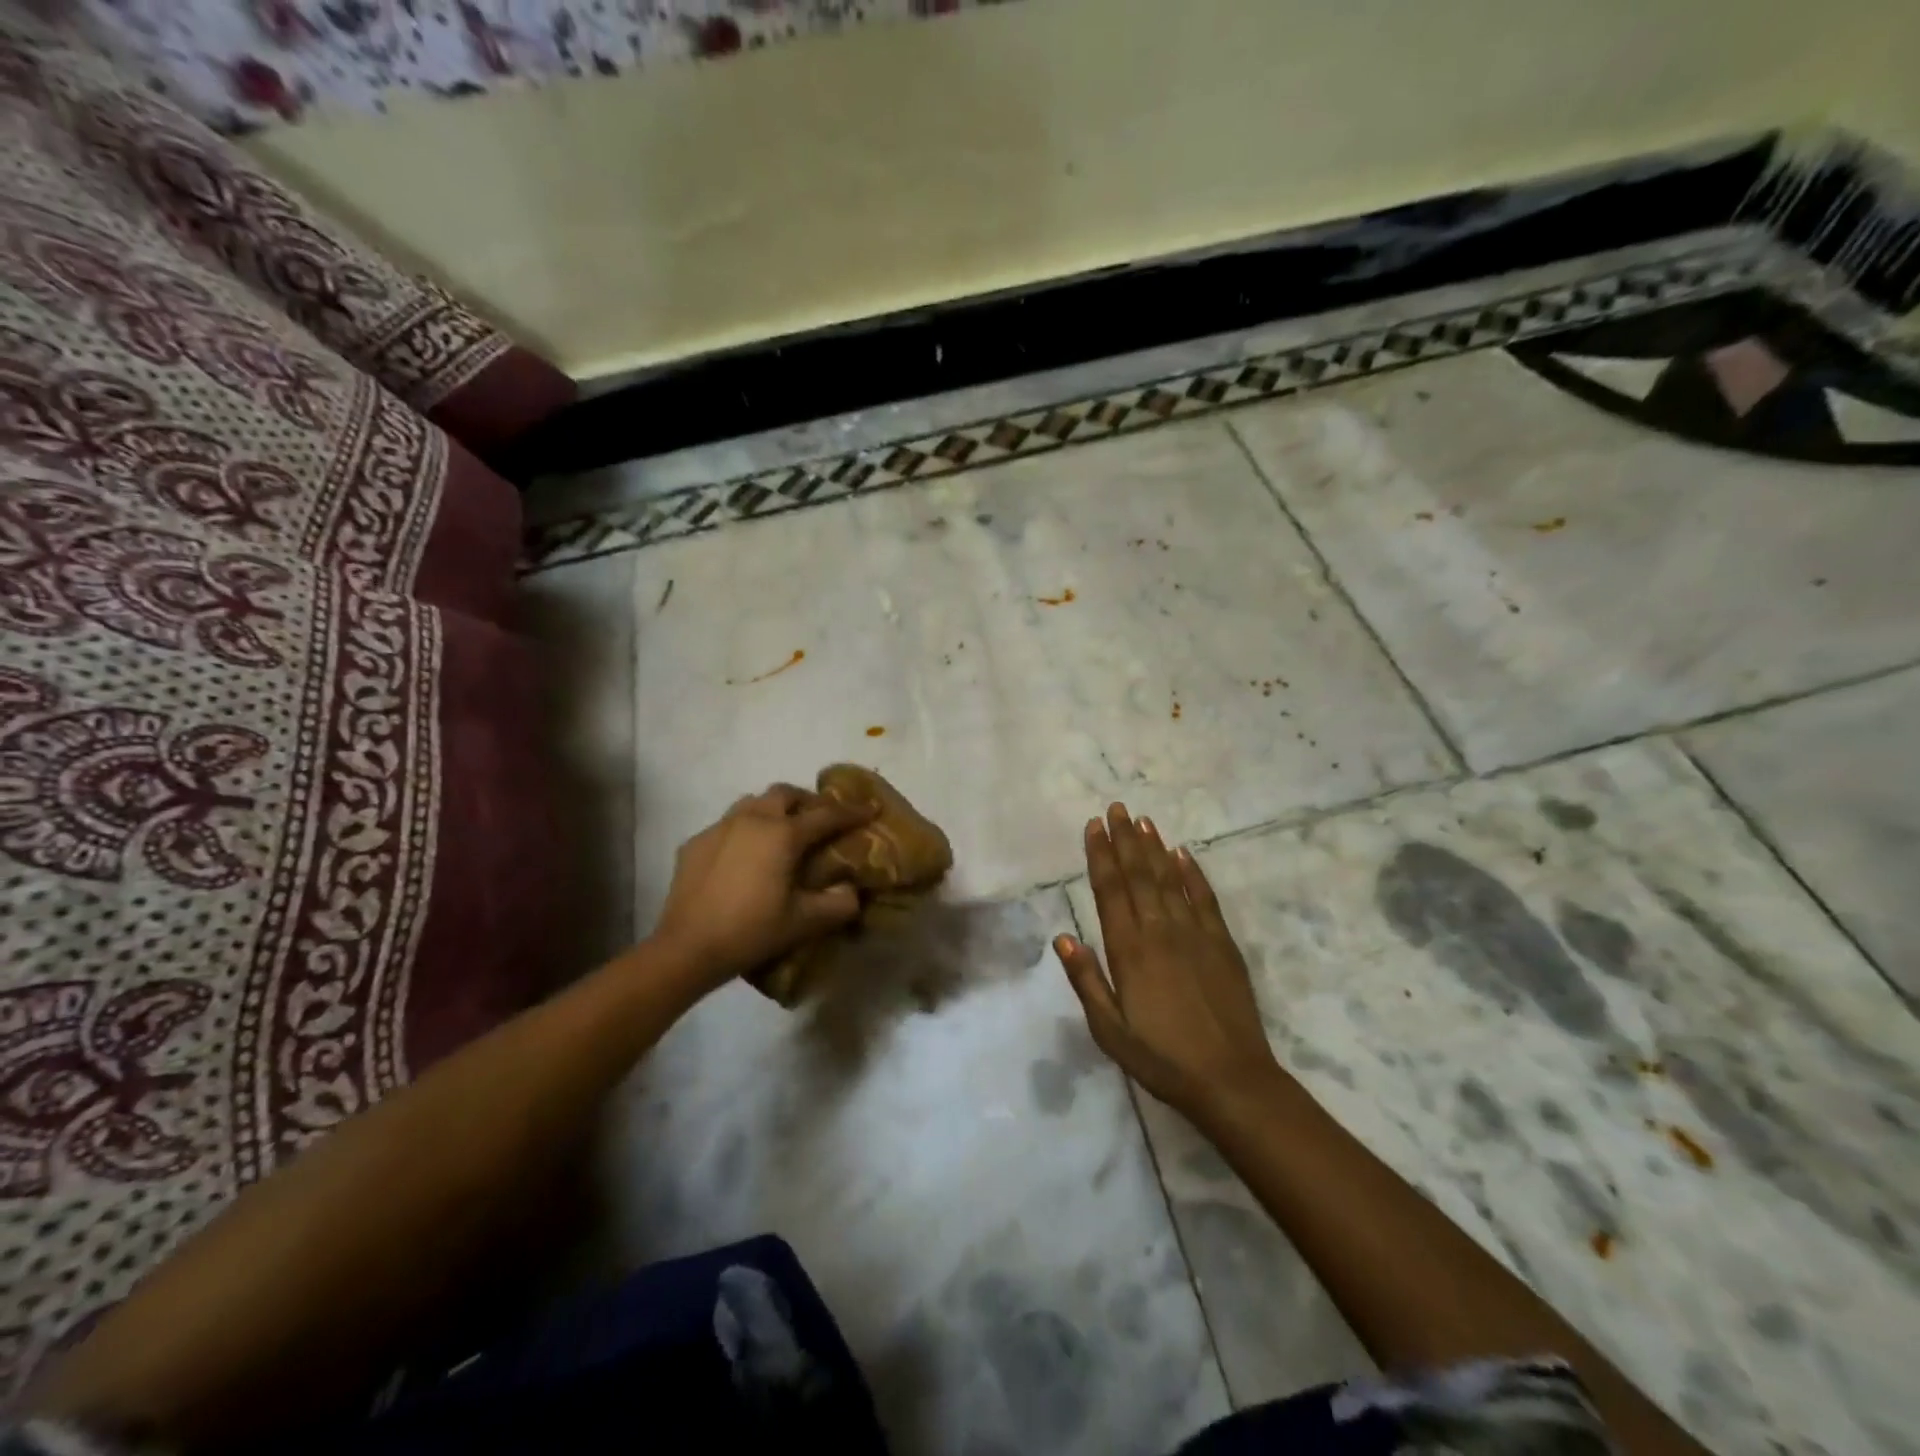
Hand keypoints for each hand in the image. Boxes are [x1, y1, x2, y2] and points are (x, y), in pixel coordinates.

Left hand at [653, 785, 875, 991]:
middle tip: (820, 819)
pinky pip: (727, 824)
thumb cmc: (752, 931)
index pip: (826, 815)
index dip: (852, 812)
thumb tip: (853, 891)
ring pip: (752, 802)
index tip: (871, 808)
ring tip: (782, 831)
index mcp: (783, 834)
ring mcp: (719, 828)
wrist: (687, 948)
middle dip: (807, 801)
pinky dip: (744, 830)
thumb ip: (838, 904)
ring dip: (773, 809)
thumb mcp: (804, 922)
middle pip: (785, 794)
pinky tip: (744, 856)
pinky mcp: (695, 843)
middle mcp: (752, 819)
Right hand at [1056, 804, 1285, 1122]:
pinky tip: (1182, 853)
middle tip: (1116, 808)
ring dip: (1154, 847)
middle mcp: (1159, 931)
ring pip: (1169, 879)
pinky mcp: (1222, 943)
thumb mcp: (1110, 1030)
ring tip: (1143, 820)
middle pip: (1138, 875)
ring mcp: (1194, 933)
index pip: (1110, 890)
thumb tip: (1062, 936)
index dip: (1100, 855)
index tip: (1094, 826)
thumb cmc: (1161, 1058)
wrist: (1231, 1080)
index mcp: (1128, 950)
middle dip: (1124, 839)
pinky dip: (1192, 873)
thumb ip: (1086, 980)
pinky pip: (1204, 898)